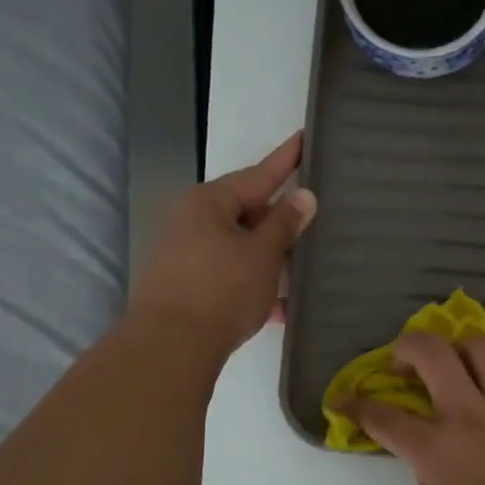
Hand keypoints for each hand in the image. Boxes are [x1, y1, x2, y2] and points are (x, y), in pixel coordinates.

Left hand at [127, 133, 315, 359]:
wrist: (169, 348)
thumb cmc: (221, 291)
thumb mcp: (262, 255)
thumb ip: (285, 223)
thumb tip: (303, 196)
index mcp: (209, 202)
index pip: (259, 174)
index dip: (287, 159)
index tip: (305, 136)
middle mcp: (192, 221)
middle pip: (247, 212)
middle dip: (281, 221)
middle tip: (315, 216)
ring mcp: (185, 254)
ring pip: (240, 247)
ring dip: (270, 259)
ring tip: (304, 266)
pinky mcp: (184, 285)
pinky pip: (229, 275)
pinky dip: (254, 285)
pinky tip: (281, 307)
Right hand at [348, 332, 484, 484]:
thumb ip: (425, 473)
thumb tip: (424, 448)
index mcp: (435, 449)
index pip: (382, 416)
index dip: (356, 405)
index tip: (346, 400)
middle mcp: (468, 414)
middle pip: (429, 351)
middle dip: (406, 347)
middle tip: (405, 363)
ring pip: (481, 345)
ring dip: (461, 350)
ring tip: (460, 366)